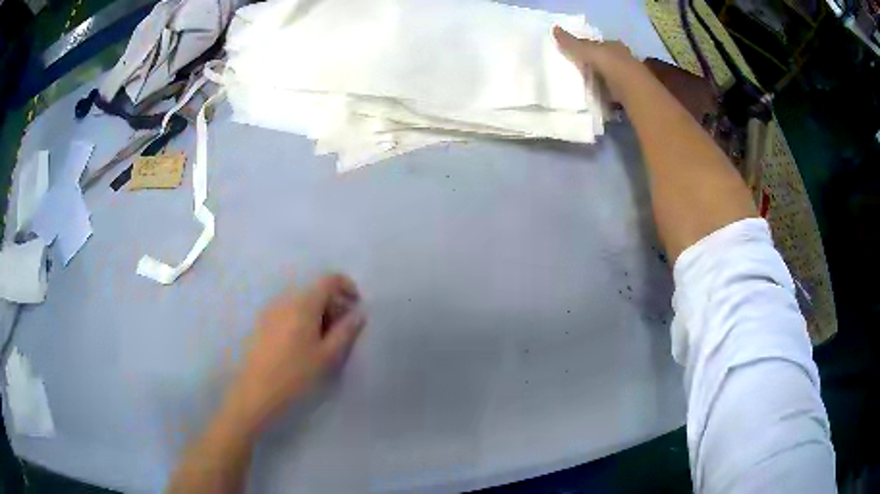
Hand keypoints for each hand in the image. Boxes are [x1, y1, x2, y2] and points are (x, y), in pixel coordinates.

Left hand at [225, 274, 365, 433]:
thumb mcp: (329, 356)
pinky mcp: (262, 324)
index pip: (329, 280)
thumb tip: (359, 313)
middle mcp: (285, 300)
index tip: (357, 309)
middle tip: (344, 332)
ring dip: (319, 314)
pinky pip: (288, 312)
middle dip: (334, 305)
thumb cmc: (297, 375)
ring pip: (302, 302)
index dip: (348, 288)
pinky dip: (302, 320)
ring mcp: (271, 311)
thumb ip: (347, 331)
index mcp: (304, 304)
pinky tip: (303, 346)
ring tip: (325, 342)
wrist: (257, 394)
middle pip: (316, 291)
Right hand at [553, 26, 639, 99]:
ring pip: (608, 76)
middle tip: (577, 71)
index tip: (573, 54)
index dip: (585, 47)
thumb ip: (571, 43)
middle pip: (603, 60)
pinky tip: (597, 98)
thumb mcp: (587, 51)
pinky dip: (605, 94)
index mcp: (613, 45)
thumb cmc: (611, 64)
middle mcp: (622, 58)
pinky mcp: (628, 94)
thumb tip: (554, 28)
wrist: (632, 89)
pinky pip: (612, 92)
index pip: (597, 44)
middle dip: (593, 65)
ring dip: (599, 80)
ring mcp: (627, 77)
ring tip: (584, 87)